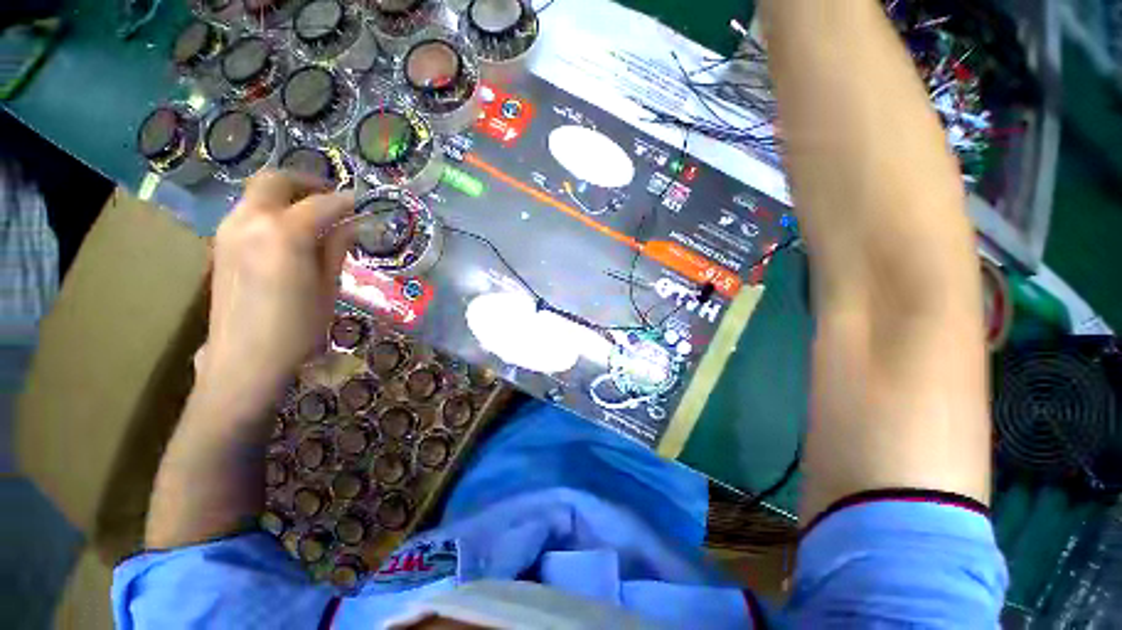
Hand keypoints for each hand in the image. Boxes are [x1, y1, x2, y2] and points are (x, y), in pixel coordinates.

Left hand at [195, 170, 354, 418]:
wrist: (244, 360)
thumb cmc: (297, 328)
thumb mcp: (328, 288)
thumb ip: (336, 249)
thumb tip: (352, 225)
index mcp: (284, 234)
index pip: (323, 204)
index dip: (348, 202)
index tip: (365, 206)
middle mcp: (251, 221)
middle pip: (276, 180)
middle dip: (308, 182)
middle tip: (333, 199)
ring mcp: (229, 230)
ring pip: (258, 193)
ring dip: (288, 196)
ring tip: (315, 217)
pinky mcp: (221, 245)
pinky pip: (248, 212)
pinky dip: (272, 210)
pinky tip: (289, 234)